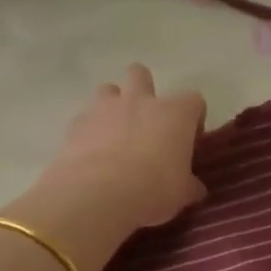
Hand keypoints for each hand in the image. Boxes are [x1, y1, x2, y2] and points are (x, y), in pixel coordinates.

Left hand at [38, 63, 208, 229]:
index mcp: (175, 113)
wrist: (96, 195)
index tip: (189, 141)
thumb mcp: (182, 194)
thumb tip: (195, 188)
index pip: (194, 101)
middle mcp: (140, 101)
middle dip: (143, 90)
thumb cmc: (152, 189)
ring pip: (107, 89)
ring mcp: (104, 109)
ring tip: (114, 133)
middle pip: (141, 75)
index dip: (193, 119)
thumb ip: (189, 185)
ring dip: (112, 105)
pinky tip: (91, 154)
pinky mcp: (76, 124)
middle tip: (146, 122)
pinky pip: (84, 119)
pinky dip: (89, 131)